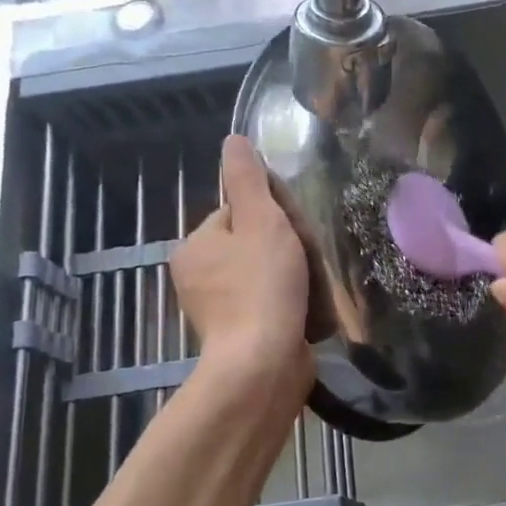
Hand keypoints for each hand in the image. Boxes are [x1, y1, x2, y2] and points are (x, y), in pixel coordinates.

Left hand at [174, 137, 313, 395]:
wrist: (263, 364)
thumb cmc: (262, 286)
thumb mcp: (261, 221)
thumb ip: (248, 180)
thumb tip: (233, 141)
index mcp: (195, 247)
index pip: (237, 213)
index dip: (271, 217)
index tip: (292, 232)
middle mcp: (197, 277)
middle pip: (251, 245)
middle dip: (282, 249)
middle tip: (306, 262)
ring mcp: (216, 311)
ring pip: (261, 276)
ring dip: (288, 278)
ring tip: (311, 289)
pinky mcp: (236, 337)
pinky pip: (265, 306)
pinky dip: (285, 305)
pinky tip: (304, 312)